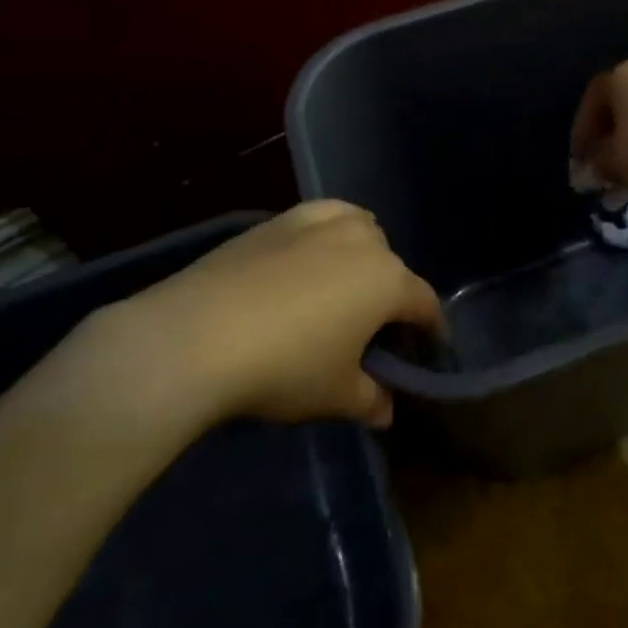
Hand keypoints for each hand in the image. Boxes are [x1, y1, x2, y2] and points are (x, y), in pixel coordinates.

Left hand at [100, 202, 441, 431]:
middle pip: (393, 264)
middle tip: (373, 329)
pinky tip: (308, 255)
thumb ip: (371, 401)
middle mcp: (363, 241)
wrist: (195, 337)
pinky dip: (328, 231)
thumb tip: (387, 410)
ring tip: (343, 284)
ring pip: (361, 229)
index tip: (429, 348)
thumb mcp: (335, 396)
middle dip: (392, 294)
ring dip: (364, 253)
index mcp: (388, 281)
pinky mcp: (280, 219)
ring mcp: (320, 224)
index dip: (431, 328)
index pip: (424, 303)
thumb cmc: (284, 368)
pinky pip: (322, 217)